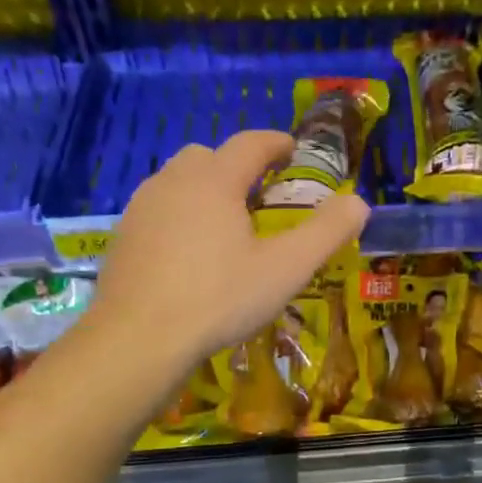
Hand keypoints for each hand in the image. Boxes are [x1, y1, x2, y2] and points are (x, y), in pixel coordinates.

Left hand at [93, 129, 369, 367]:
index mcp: (215, 181)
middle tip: (259, 195)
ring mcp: (141, 208)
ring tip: (225, 225)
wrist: (138, 338)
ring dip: (204, 190)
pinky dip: (179, 217)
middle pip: (207, 156)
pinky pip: (157, 211)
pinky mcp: (122, 237)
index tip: (293, 151)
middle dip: (236, 166)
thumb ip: (326, 233)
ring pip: (177, 182)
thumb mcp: (285, 270)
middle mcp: (173, 182)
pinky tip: (189, 255)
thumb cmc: (219, 299)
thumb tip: (359, 202)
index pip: (250, 144)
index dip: (276, 143)